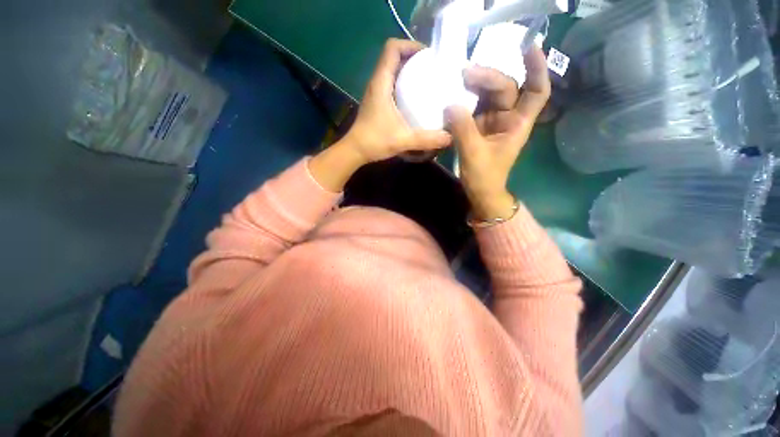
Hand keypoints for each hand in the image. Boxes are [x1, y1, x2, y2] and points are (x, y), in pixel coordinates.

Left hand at [309, 39, 451, 191]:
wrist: (355, 151)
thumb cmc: (374, 141)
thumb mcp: (403, 139)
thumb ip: (426, 139)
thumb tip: (450, 137)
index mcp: (381, 83)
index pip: (392, 48)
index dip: (410, 45)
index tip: (429, 56)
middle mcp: (377, 83)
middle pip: (394, 57)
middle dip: (414, 58)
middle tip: (433, 69)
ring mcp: (376, 93)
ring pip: (393, 71)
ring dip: (409, 72)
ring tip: (427, 81)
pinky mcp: (377, 103)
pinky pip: (392, 85)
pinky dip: (404, 85)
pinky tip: (415, 99)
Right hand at [446, 47, 550, 220]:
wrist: (479, 192)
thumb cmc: (484, 177)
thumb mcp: (474, 154)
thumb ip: (463, 129)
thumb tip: (450, 105)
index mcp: (517, 124)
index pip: (536, 91)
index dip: (537, 68)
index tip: (528, 47)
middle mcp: (508, 117)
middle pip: (505, 88)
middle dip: (488, 77)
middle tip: (465, 74)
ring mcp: (492, 121)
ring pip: (489, 94)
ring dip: (475, 84)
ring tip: (458, 78)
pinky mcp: (478, 126)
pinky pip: (474, 105)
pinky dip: (465, 98)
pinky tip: (454, 93)